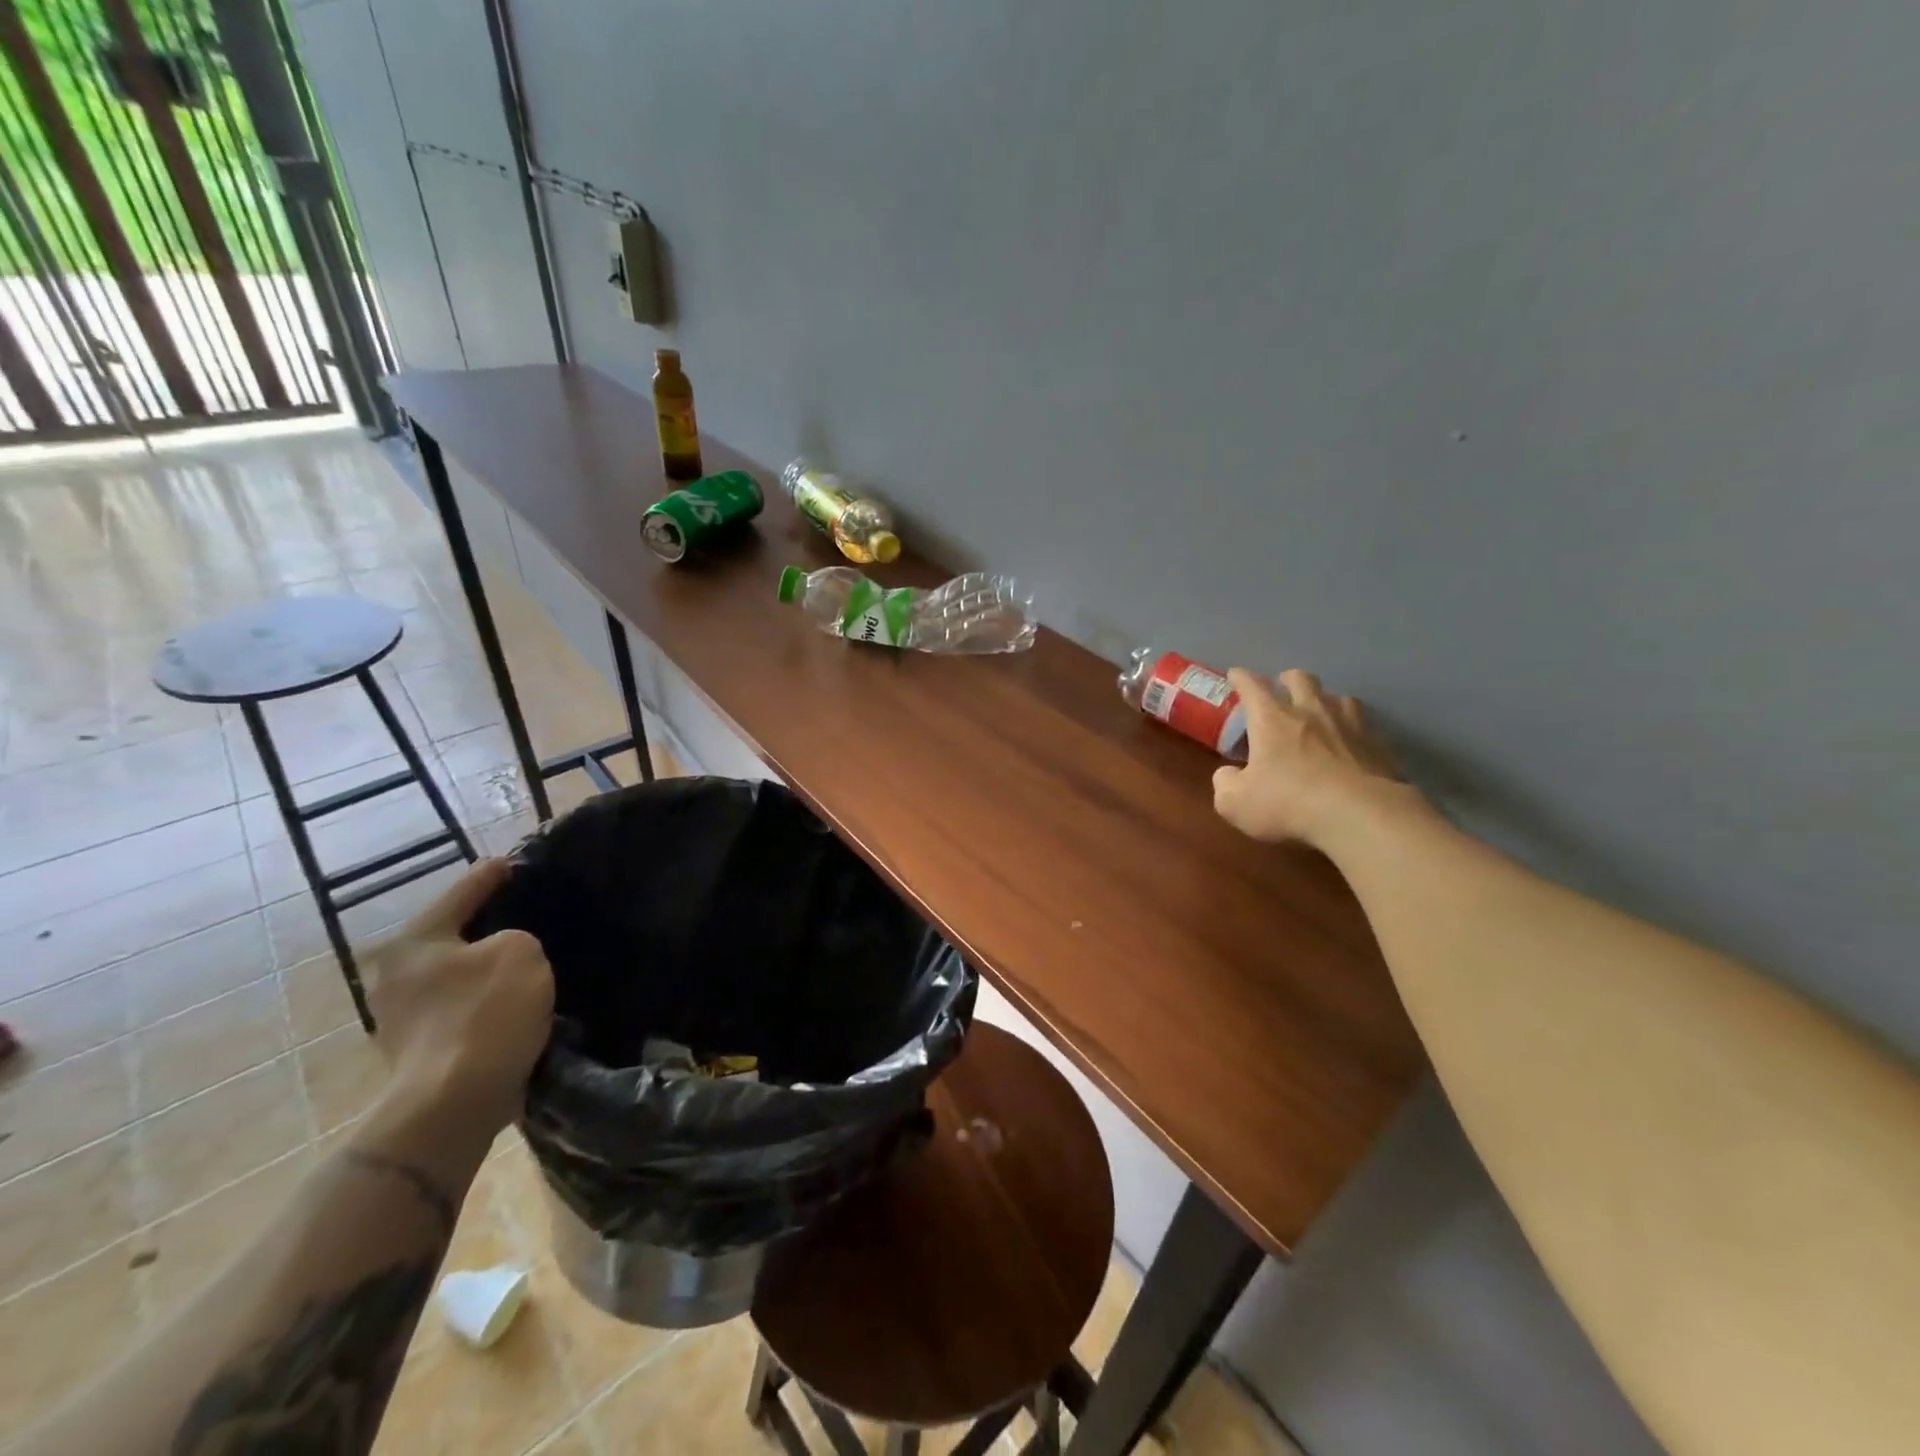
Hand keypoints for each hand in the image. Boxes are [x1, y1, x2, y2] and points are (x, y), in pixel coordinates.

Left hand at [365, 859, 553, 1127]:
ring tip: (535, 960)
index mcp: (417, 940)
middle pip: (458, 933)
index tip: (521, 862)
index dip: (497, 873)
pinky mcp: (423, 1050)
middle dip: (494, 924)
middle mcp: (399, 974)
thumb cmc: (484, 1014)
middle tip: (536, 915)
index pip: (465, 889)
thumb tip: (509, 953)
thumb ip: (518, 936)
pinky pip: (466, 1007)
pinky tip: (521, 1000)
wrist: (453, 1105)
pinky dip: (490, 1000)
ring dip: (493, 967)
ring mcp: (406, 1017)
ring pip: (463, 973)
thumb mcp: (521, 951)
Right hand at [1212, 669, 1410, 845]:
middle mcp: (1311, 711)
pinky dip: (1354, 730)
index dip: (1241, 678)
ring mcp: (1350, 725)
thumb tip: (1228, 775)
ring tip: (1321, 715)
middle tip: (1282, 690)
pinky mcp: (1379, 745)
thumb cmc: (1288, 803)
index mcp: (1272, 719)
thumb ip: (1225, 783)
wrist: (1360, 816)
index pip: (1252, 686)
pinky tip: (1351, 745)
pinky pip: (1365, 726)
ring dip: (1326, 701)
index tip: (1235, 675)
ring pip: (1339, 697)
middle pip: (1300, 678)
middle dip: (1288, 680)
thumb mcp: (1235, 803)